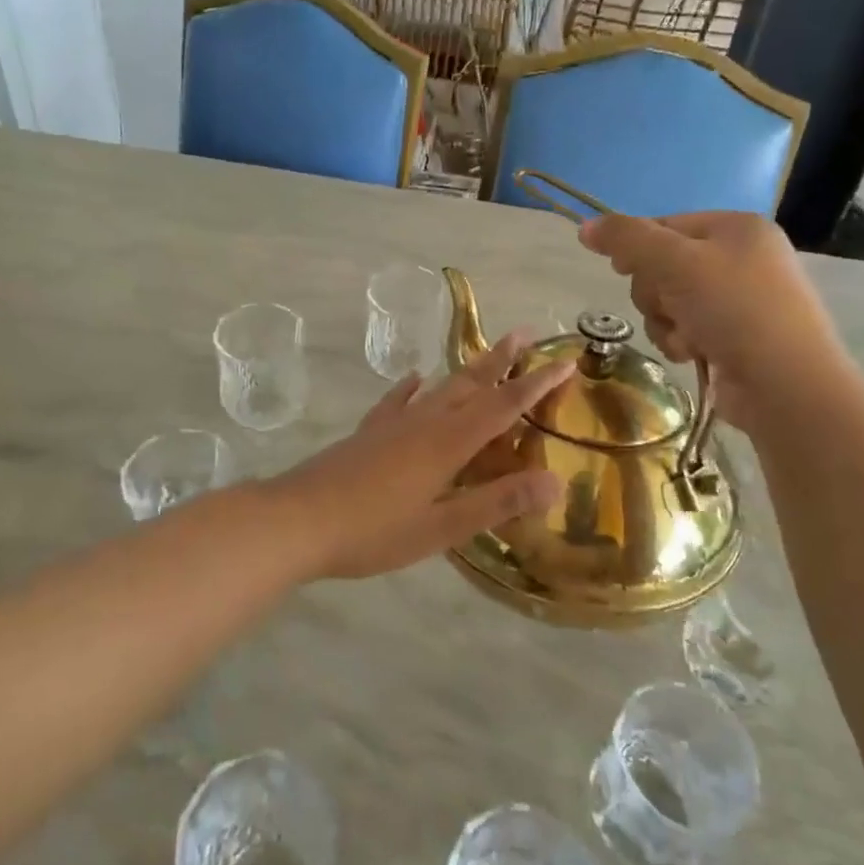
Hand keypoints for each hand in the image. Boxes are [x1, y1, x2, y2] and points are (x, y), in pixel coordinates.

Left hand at [267, 332, 572, 580]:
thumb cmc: (374, 530)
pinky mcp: (368, 432)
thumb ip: (497, 502)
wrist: (298, 519)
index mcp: (448, 443)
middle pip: (471, 384)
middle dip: (502, 360)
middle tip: (526, 334)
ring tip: (486, 353)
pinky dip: (412, 388)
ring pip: (439, 388)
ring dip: (467, 369)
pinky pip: (398, 400)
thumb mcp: (442, 527)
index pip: (503, 406)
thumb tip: (555, 481)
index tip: (565, 361)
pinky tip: (415, 378)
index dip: (536, 384)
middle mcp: (424, 422)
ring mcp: (392, 423)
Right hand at [577, 211, 852, 426]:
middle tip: (671, 307)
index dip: (637, 248)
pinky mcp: (734, 337)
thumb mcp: (675, 263)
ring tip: (687, 338)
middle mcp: (741, 258)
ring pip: (668, 301)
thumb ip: (627, 239)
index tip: (622, 269)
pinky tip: (695, 354)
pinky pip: (685, 329)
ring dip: (665, 322)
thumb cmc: (734, 309)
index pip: (664, 225)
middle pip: (662, 265)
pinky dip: (681, 341)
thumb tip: (585, 227)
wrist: (786, 385)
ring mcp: (740, 300)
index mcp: (737, 227)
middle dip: (656, 293)